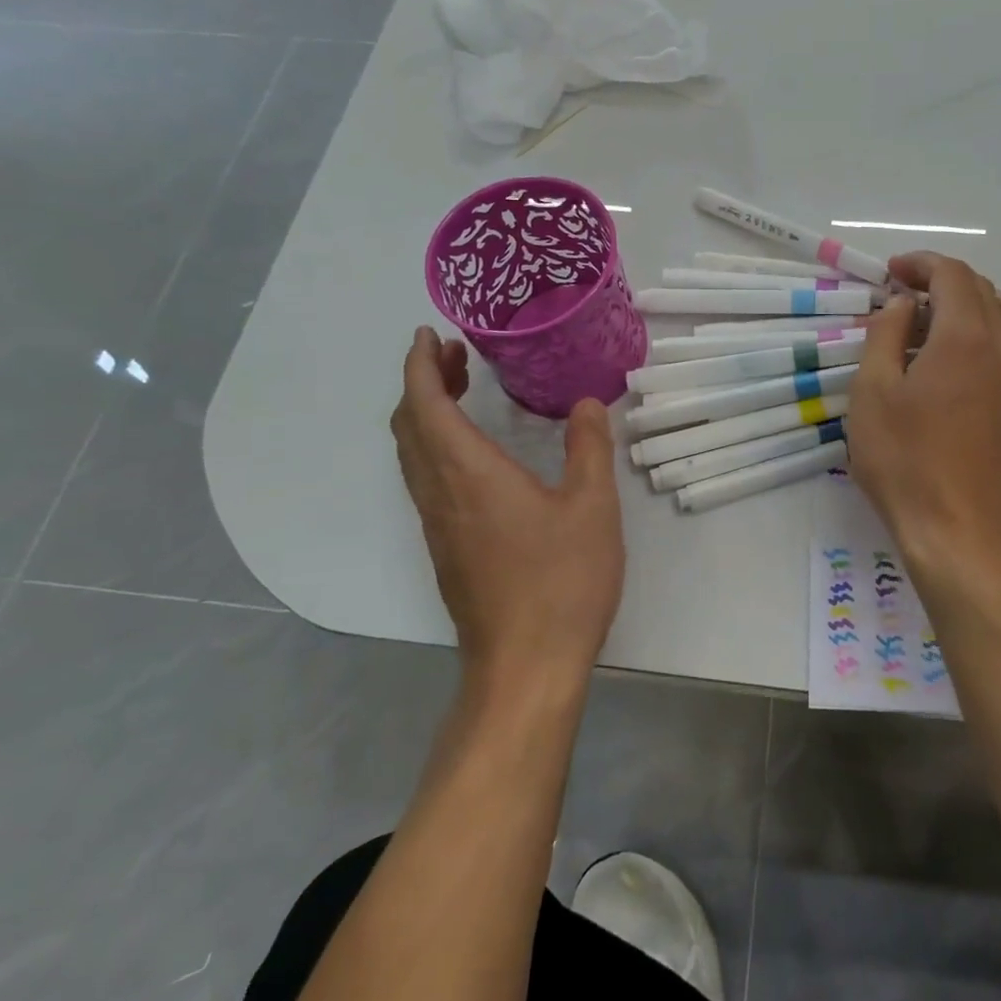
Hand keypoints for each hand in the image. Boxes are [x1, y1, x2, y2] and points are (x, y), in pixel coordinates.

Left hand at [391, 327, 624, 692]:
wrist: (524, 666)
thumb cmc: (561, 581)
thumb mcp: (592, 508)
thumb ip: (588, 447)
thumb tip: (587, 402)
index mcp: (469, 474)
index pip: (425, 405)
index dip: (421, 365)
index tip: (431, 334)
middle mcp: (440, 494)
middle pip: (409, 426)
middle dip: (422, 382)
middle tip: (454, 355)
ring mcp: (438, 525)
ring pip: (413, 455)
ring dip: (426, 414)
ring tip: (461, 391)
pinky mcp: (446, 549)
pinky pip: (425, 479)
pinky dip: (434, 445)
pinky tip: (472, 452)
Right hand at [847, 252, 1000, 570]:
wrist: (958, 528)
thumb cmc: (904, 459)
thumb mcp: (872, 392)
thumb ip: (886, 334)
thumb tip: (905, 304)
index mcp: (965, 336)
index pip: (952, 274)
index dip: (920, 263)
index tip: (891, 272)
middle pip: (981, 287)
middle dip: (942, 279)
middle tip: (904, 295)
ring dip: (969, 301)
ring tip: (933, 321)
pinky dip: (986, 329)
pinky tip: (956, 357)